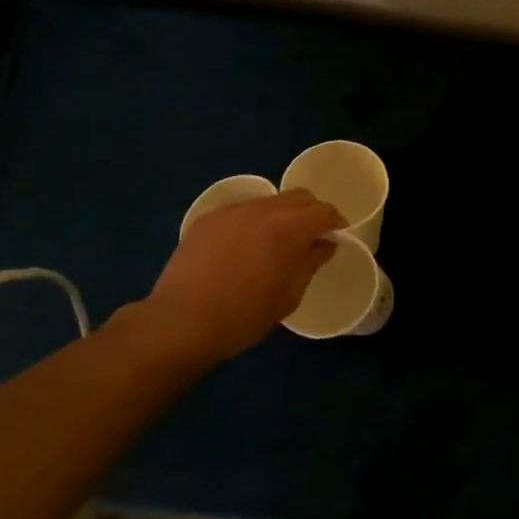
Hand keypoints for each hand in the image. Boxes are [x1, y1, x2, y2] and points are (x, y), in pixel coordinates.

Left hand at [135, 190, 344, 370]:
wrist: (181, 322)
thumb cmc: (244, 315)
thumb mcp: (290, 295)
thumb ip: (311, 263)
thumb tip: (324, 244)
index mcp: (289, 228)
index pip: (323, 211)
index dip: (336, 221)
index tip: (337, 236)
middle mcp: (262, 210)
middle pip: (298, 196)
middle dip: (311, 212)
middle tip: (311, 236)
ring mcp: (231, 211)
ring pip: (268, 201)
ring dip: (281, 215)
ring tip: (274, 242)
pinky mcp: (207, 219)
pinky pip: (241, 211)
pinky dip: (252, 221)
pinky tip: (243, 247)